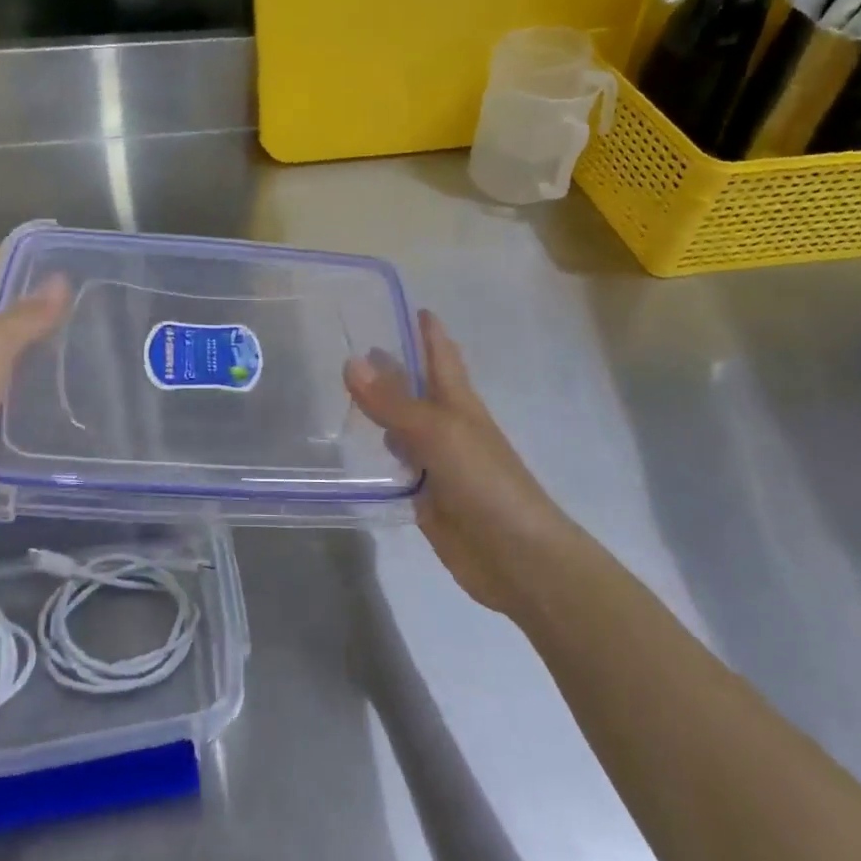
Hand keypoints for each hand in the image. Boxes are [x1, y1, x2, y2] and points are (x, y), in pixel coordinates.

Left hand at [0, 247, 68, 535]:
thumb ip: (25, 317)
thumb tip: (60, 279)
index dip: (18, 254)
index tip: (62, 247)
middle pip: (2, 312)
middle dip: (41, 301)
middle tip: (93, 297)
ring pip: (11, 356)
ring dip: (44, 348)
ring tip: (93, 342)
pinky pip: (15, 397)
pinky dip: (40, 391)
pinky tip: (72, 394)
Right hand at [345, 309, 568, 614]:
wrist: (516, 556)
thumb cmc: (485, 481)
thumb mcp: (437, 433)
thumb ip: (394, 402)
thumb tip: (351, 361)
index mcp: (458, 403)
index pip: (441, 355)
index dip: (428, 330)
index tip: (407, 305)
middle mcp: (447, 427)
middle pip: (417, 389)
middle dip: (394, 367)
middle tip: (352, 346)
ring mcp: (436, 463)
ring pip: (403, 428)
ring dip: (381, 410)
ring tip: (343, 393)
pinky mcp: (425, 497)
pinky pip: (396, 467)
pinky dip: (377, 455)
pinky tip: (354, 451)